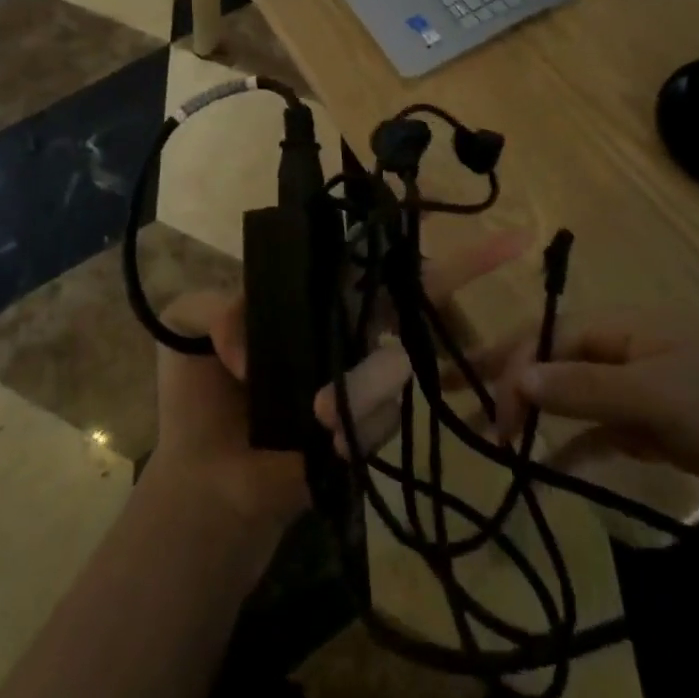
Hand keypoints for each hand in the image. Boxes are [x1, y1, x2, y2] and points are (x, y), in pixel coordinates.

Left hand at [148, 228, 531, 533]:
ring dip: (359, 387)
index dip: (403, 236)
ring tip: (313, 417)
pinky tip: (326, 436)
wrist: (209, 488)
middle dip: (466, 269)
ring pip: (395, 358)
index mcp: (315, 298)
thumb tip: (252, 339)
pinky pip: (387, 411)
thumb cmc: (200, 403)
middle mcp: (351, 328)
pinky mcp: (375, 426)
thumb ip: (212, 305)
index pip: (365, 257)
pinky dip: (362, 422)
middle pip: (414, 293)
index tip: (454, 209)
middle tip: (509, 246)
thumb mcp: (189, 332)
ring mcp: (369, 377)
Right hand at [487, 322, 698, 507]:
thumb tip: (516, 374)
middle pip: (555, 360)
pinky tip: (550, 462)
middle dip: (509, 379)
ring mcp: (645, 387)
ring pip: (575, 394)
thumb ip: (583, 387)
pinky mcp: (663, 424)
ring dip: (537, 412)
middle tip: (461, 406)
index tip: (485, 409)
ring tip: (495, 439)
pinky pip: (606, 427)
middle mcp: (626, 349)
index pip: (549, 337)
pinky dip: (578, 441)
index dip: (511, 366)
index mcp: (623, 327)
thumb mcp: (655, 395)